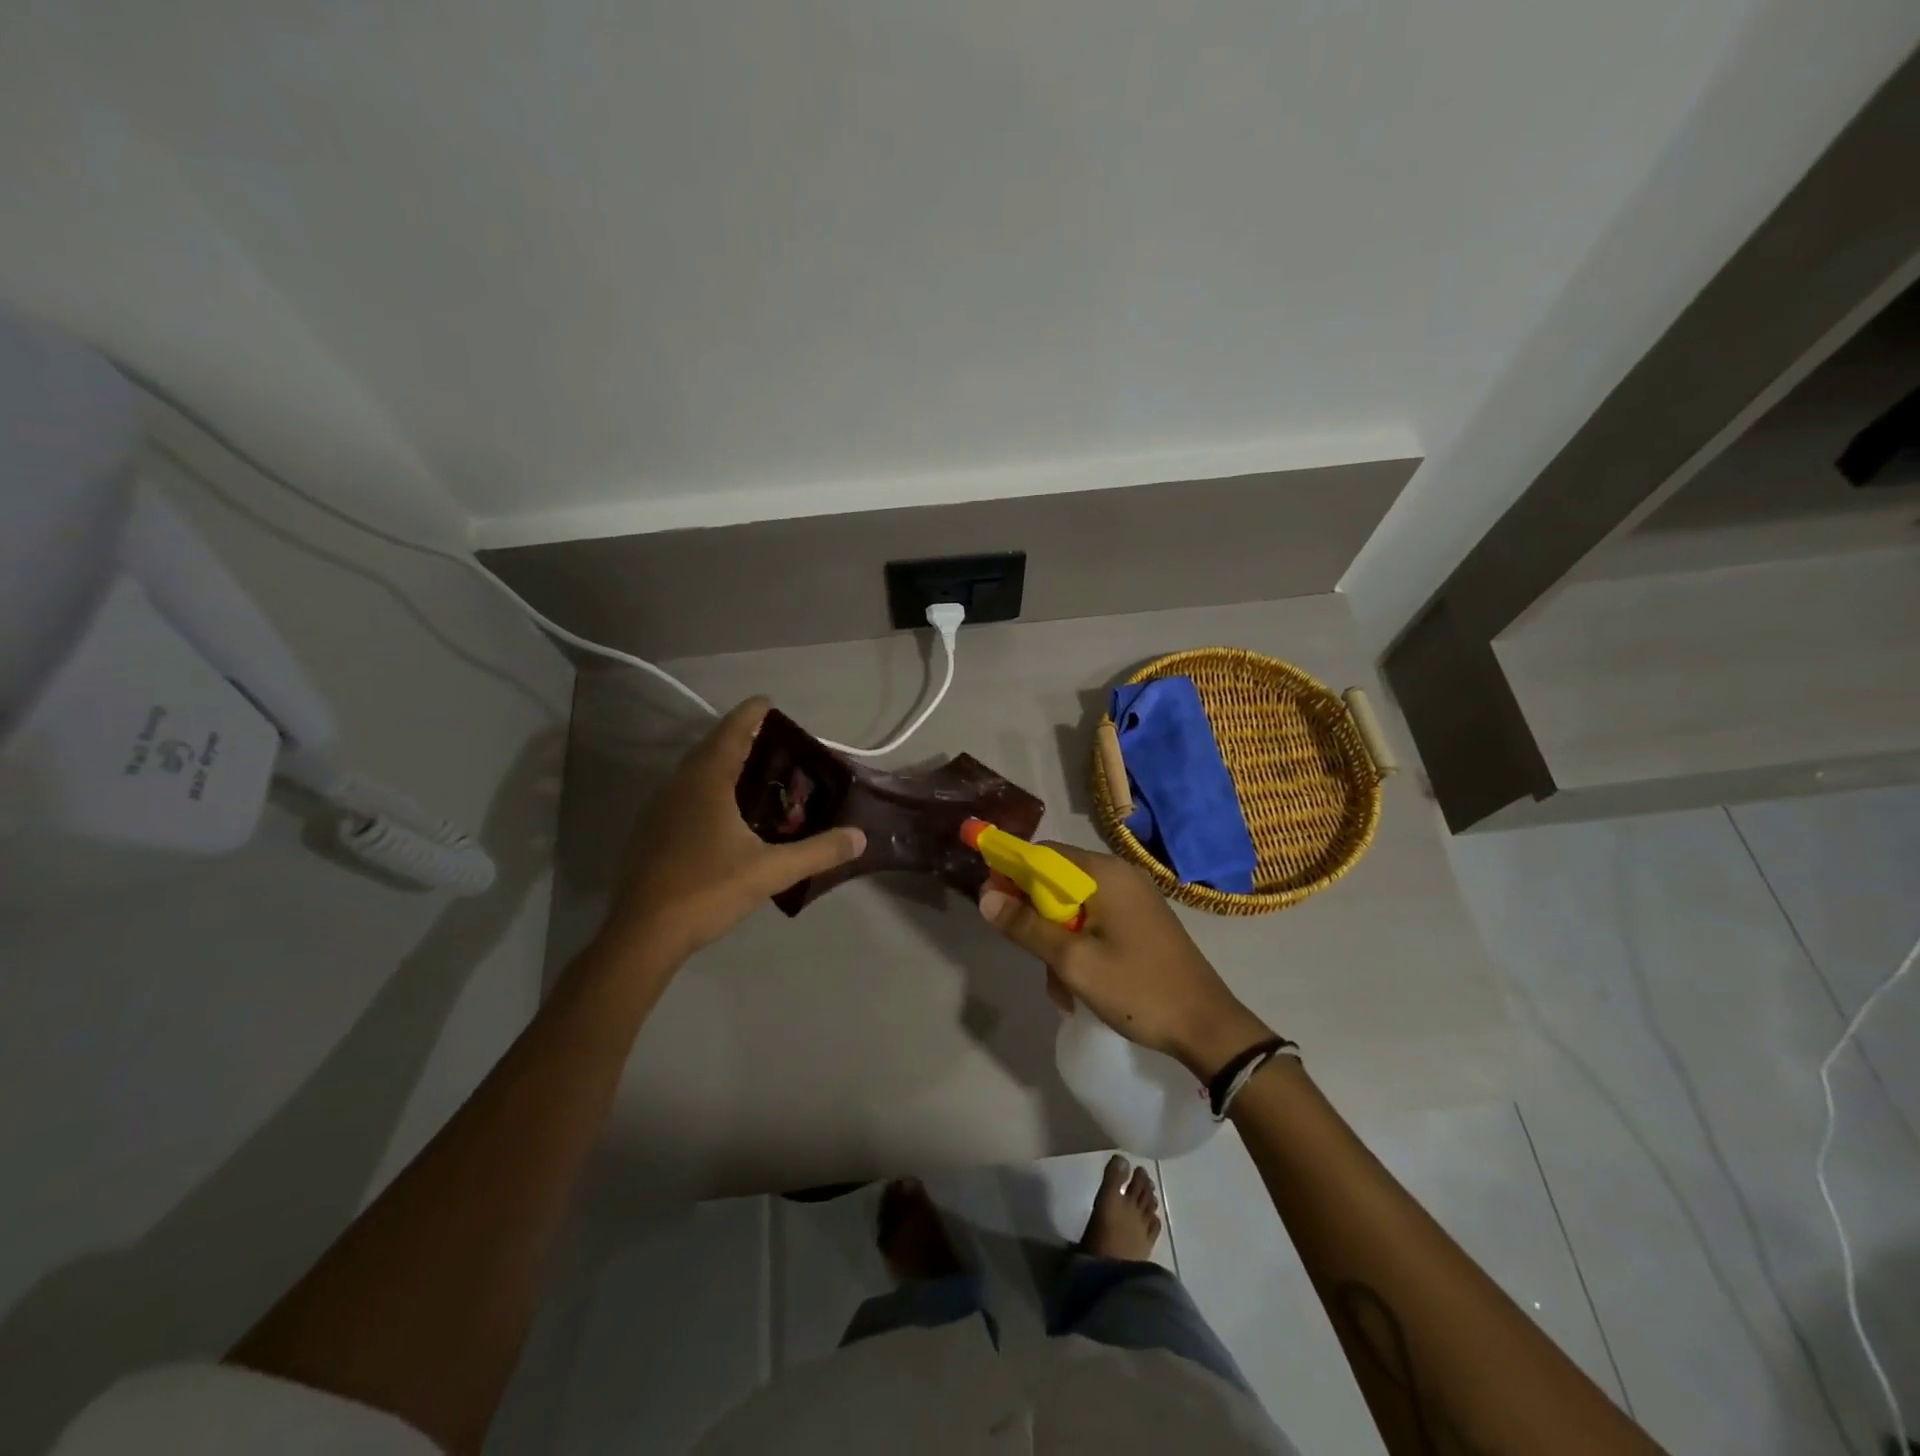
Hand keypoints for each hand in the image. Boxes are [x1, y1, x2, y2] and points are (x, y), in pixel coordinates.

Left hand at [603, 697, 865, 965]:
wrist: (643, 934)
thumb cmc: (708, 891)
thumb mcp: (771, 871)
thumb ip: (818, 852)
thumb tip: (860, 837)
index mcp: (706, 783)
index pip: (732, 733)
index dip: (751, 714)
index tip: (769, 702)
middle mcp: (678, 786)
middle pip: (710, 747)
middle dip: (739, 737)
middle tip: (771, 740)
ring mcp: (658, 808)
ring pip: (693, 772)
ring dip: (720, 762)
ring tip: (751, 771)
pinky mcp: (649, 831)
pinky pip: (683, 793)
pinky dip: (706, 787)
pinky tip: (722, 813)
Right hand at [978, 844, 1272, 1080]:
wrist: (1207, 1027)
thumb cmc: (1136, 989)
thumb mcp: (1072, 961)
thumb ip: (1026, 926)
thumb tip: (985, 897)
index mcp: (1105, 874)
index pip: (1044, 853)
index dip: (1012, 872)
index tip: (992, 902)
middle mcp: (1120, 876)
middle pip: (1058, 882)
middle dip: (1037, 920)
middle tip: (1032, 958)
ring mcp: (1135, 899)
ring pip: (1075, 908)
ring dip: (1058, 943)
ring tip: (1061, 989)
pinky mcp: (1143, 922)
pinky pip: (1097, 923)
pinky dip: (1081, 948)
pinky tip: (1080, 987)